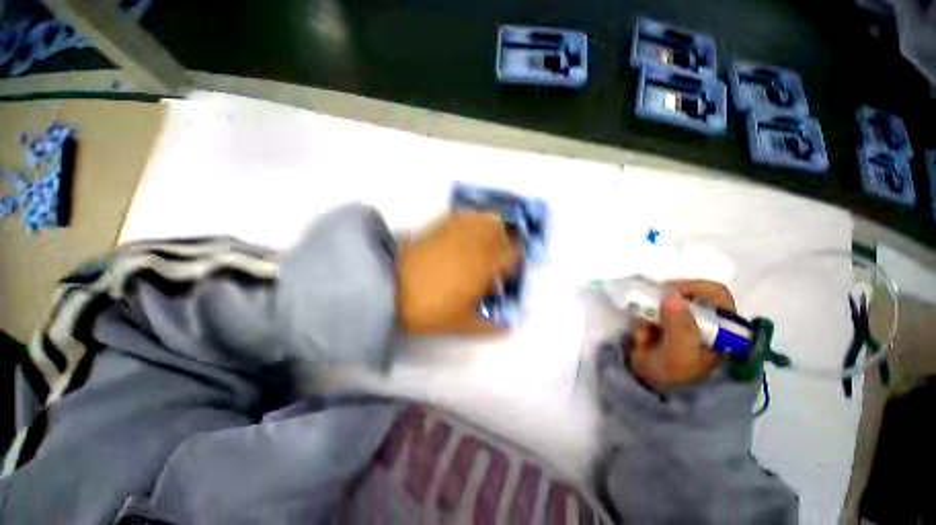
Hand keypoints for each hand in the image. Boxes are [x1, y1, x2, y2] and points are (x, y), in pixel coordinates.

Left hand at [396, 213, 520, 333]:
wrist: (388, 288)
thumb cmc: (430, 308)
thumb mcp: (461, 325)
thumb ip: (489, 327)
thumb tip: (507, 328)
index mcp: (485, 266)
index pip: (513, 254)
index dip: (516, 259)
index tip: (510, 269)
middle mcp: (476, 244)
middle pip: (502, 232)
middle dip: (506, 242)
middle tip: (500, 255)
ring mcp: (458, 232)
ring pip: (485, 220)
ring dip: (492, 228)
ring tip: (487, 240)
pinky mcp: (440, 225)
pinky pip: (464, 216)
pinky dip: (472, 220)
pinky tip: (466, 231)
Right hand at [628, 280, 735, 390]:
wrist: (658, 399)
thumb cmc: (678, 380)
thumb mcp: (680, 355)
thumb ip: (679, 325)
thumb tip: (671, 294)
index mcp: (724, 328)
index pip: (714, 294)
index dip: (690, 288)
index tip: (665, 294)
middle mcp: (705, 323)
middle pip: (684, 297)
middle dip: (660, 306)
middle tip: (647, 315)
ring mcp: (683, 325)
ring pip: (661, 306)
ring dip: (647, 317)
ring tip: (643, 337)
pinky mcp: (664, 329)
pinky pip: (649, 315)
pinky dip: (641, 324)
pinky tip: (641, 340)